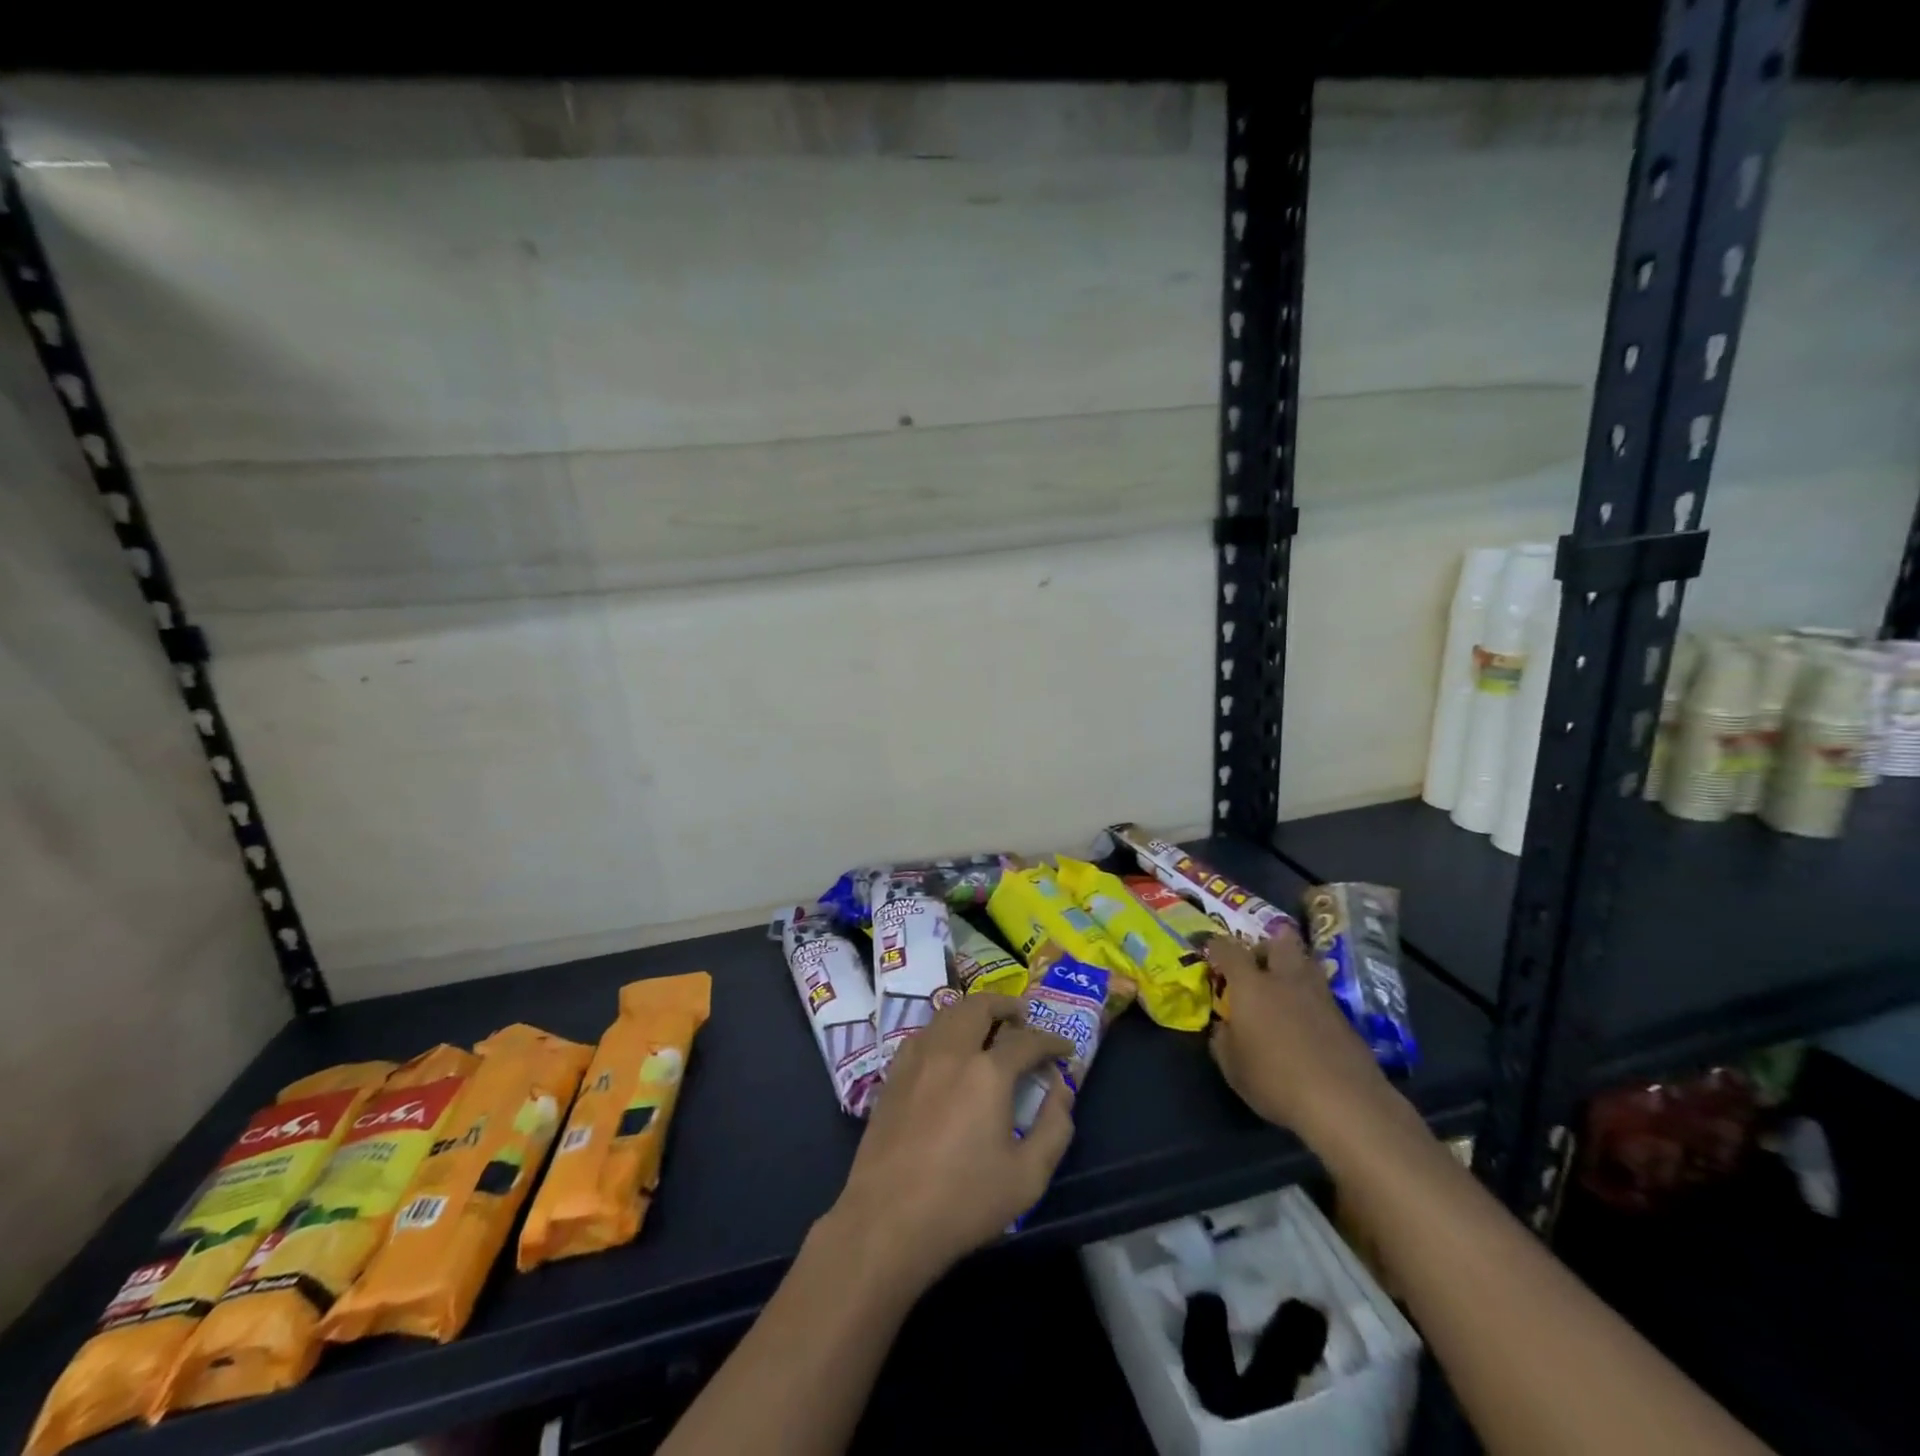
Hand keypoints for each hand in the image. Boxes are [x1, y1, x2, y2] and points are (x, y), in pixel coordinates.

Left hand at [826, 995, 1075, 1287]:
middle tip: (1022, 1017)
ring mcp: (917, 1059)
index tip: (1065, 1049)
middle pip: (979, 1006)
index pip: (1027, 1040)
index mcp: (987, 1072)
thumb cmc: (964, 1202)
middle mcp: (951, 1052)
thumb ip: (1054, 1127)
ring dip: (972, 1012)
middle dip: (1005, 1005)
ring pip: (947, 1014)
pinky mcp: (893, 1075)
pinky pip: (923, 1034)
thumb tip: (1061, 1089)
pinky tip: (948, 1050)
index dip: (1051, 1041)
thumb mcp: (1028, 1176)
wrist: (888, 1220)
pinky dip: (943, 1029)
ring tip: (987, 1027)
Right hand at [1205, 931, 1396, 1141]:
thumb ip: (1223, 1040)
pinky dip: (1311, 999)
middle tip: (1257, 963)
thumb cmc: (1275, 1080)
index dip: (1218, 946)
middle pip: (1280, 942)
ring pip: (1308, 963)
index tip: (1212, 951)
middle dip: (1267, 945)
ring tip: (1284, 988)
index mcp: (1251, 986)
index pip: (1230, 950)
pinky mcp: (1345, 1019)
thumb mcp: (1233, 1066)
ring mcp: (1320, 997)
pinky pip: (1322, 995)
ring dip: (1294, 967)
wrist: (1344, 1102)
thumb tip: (1224, 1027)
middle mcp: (1286, 981)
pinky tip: (1306, 1021)